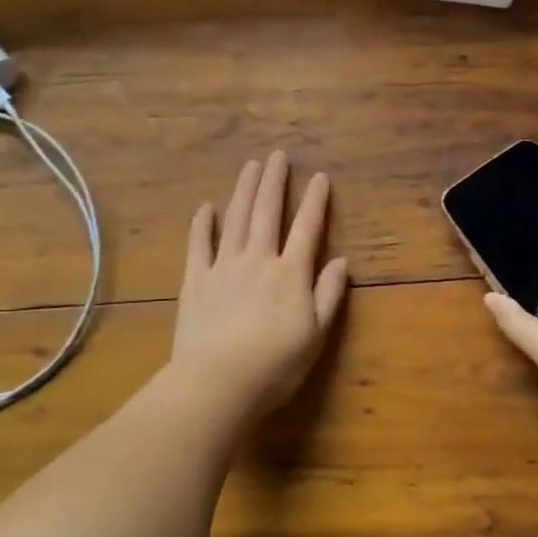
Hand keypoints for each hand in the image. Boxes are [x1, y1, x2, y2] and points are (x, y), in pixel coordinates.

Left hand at [169, 151, 348, 422]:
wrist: (218, 381)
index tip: (320, 176)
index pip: (307, 229)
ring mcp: (223, 267)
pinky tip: (205, 208)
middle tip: (277, 155)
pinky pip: (198, 245)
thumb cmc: (275, 364)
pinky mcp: (195, 281)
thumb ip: (328, 294)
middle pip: (267, 213)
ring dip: (243, 190)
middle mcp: (258, 260)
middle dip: (274, 182)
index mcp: (290, 273)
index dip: (315, 201)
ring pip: (235, 219)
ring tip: (250, 166)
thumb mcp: (315, 334)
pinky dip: (202, 225)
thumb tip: (342, 262)